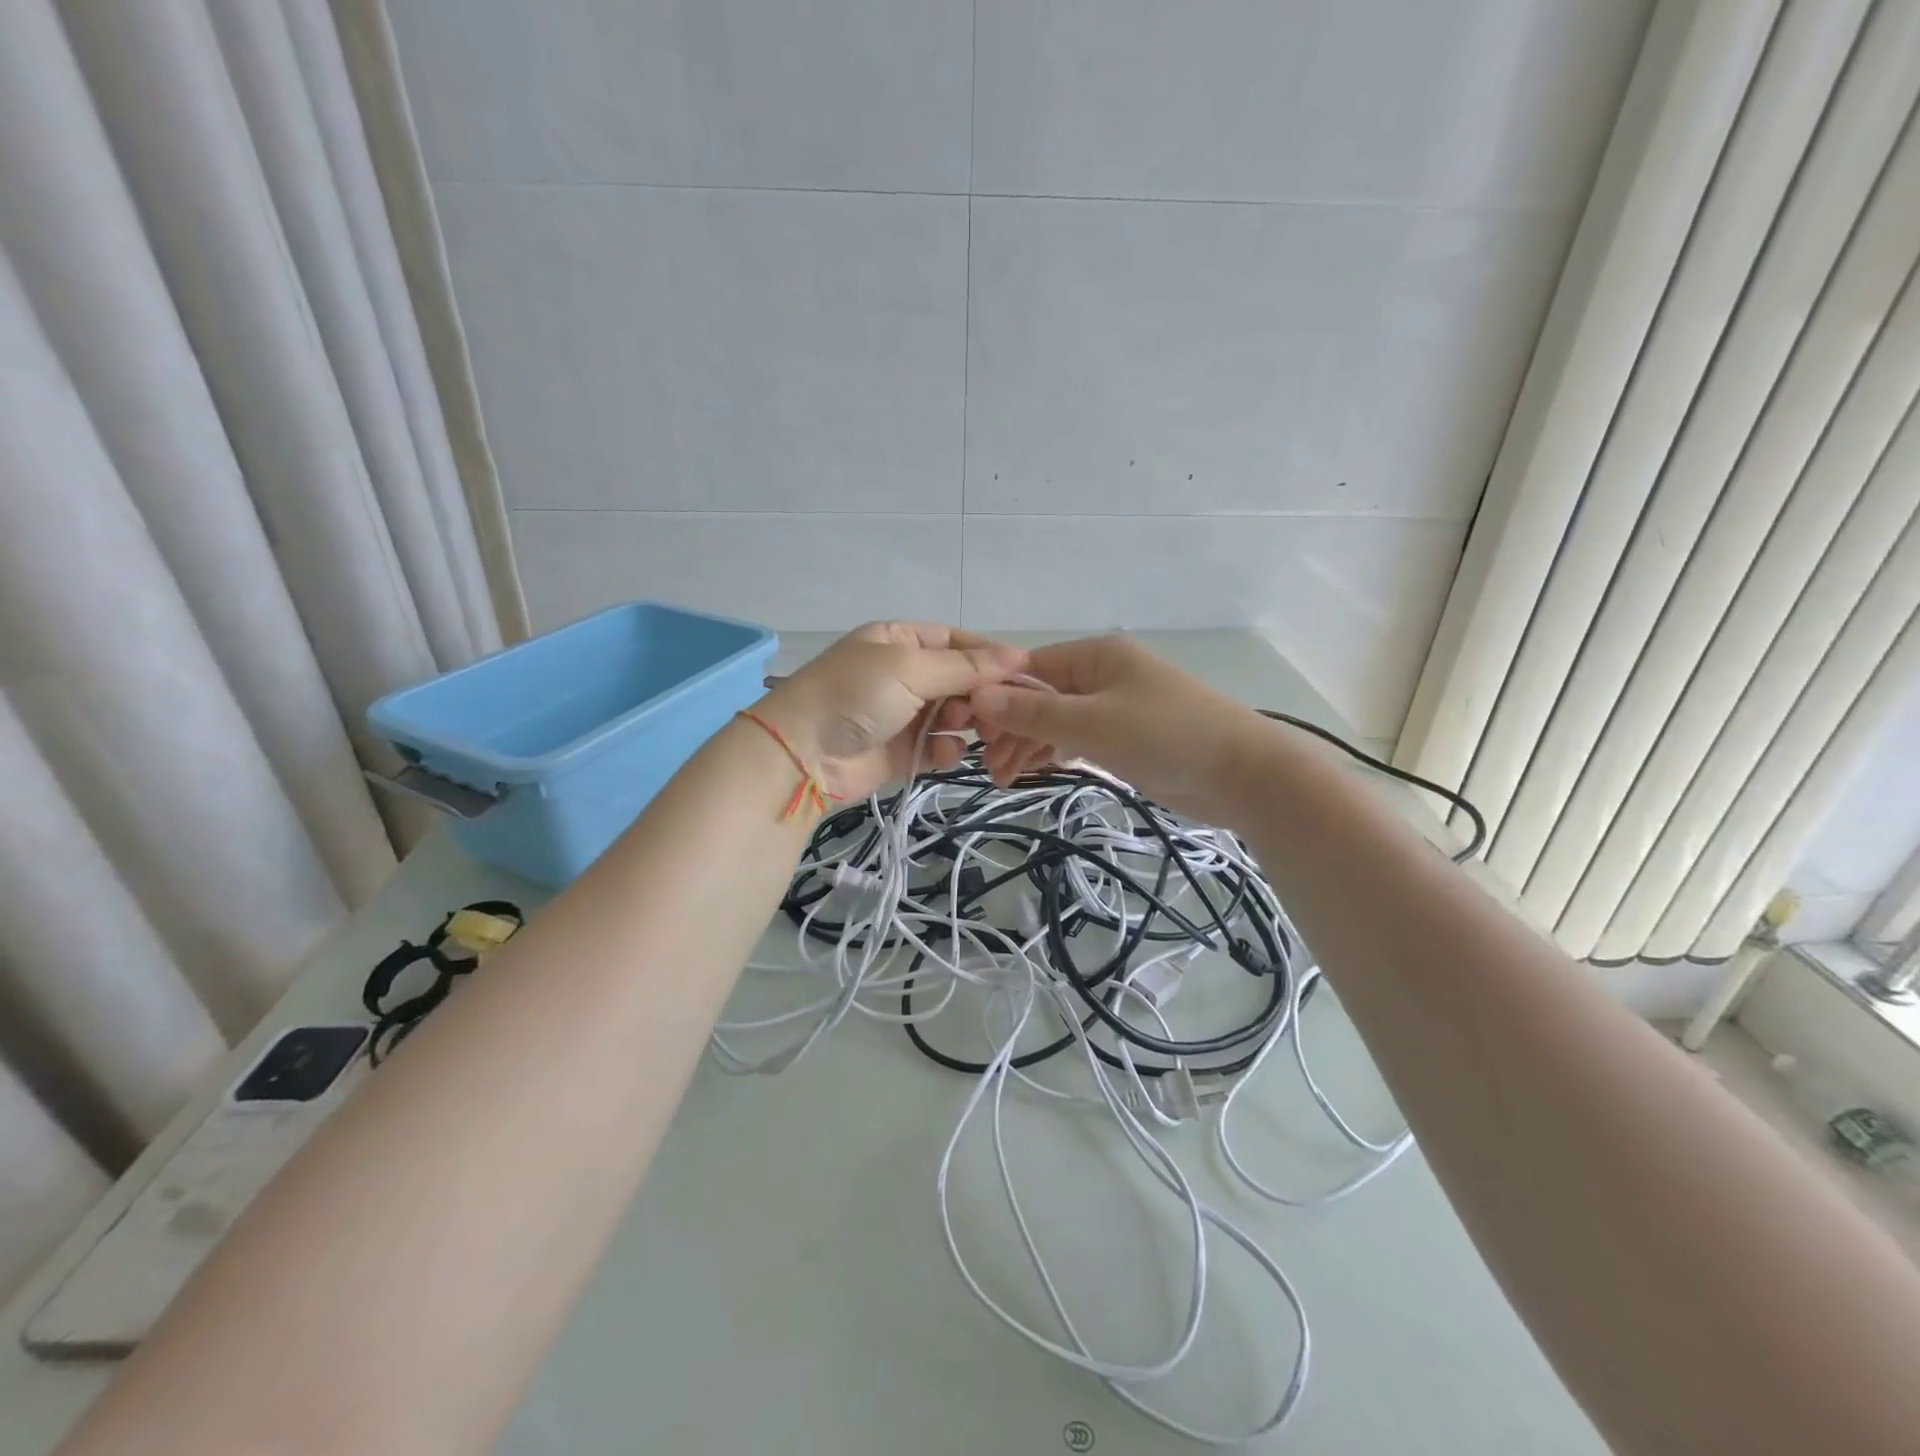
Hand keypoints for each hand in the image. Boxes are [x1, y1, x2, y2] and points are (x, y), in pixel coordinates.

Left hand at [755, 622, 1025, 801]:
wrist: (802, 755)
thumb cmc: (854, 696)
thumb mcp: (910, 668)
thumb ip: (966, 667)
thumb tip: (1020, 655)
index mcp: (899, 640)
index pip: (957, 642)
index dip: (989, 657)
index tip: (1022, 674)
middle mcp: (903, 673)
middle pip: (960, 680)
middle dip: (979, 694)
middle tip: (991, 710)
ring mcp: (902, 714)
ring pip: (953, 715)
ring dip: (966, 721)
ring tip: (964, 728)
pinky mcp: (901, 751)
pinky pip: (938, 746)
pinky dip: (946, 750)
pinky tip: (946, 752)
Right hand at [968, 634, 1268, 823]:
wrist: (1243, 775)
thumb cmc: (1164, 737)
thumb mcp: (1091, 723)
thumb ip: (1033, 711)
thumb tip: (979, 695)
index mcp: (1096, 655)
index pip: (1029, 667)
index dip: (997, 696)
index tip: (972, 731)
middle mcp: (1103, 675)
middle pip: (1040, 695)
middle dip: (1012, 728)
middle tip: (990, 767)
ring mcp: (1116, 707)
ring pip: (1057, 720)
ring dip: (1029, 745)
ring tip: (1005, 779)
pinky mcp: (1127, 738)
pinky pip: (1078, 739)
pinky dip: (1055, 753)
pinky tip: (1032, 771)